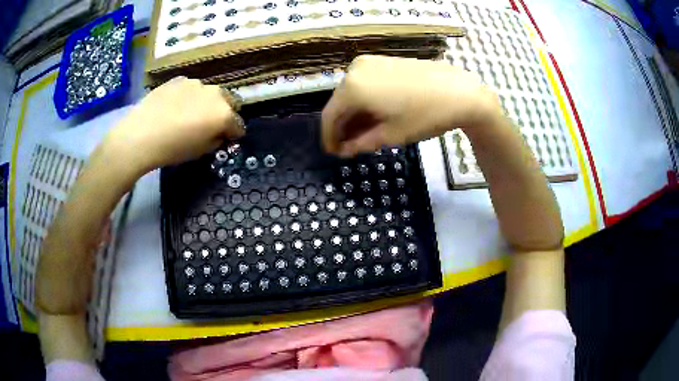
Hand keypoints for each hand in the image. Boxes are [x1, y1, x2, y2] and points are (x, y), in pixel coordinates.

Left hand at [106, 77, 244, 170]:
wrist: (140, 135)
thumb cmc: (172, 149)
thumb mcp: (200, 152)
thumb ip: (216, 140)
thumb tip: (219, 134)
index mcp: (224, 114)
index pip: (239, 124)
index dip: (234, 134)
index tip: (227, 139)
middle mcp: (215, 94)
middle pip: (229, 101)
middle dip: (225, 113)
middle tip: (211, 125)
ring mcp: (196, 83)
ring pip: (209, 93)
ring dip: (206, 103)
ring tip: (189, 114)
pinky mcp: (179, 80)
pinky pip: (191, 88)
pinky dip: (189, 97)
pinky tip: (175, 107)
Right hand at [322, 55, 501, 156]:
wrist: (460, 91)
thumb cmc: (424, 115)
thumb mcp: (391, 135)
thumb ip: (361, 143)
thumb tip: (344, 149)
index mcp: (352, 88)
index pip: (329, 116)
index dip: (329, 137)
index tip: (334, 153)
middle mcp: (354, 69)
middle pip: (340, 102)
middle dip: (343, 126)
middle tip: (350, 146)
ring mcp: (370, 62)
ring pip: (353, 92)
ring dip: (355, 114)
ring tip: (364, 134)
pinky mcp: (384, 60)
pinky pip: (365, 83)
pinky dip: (366, 100)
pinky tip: (375, 114)